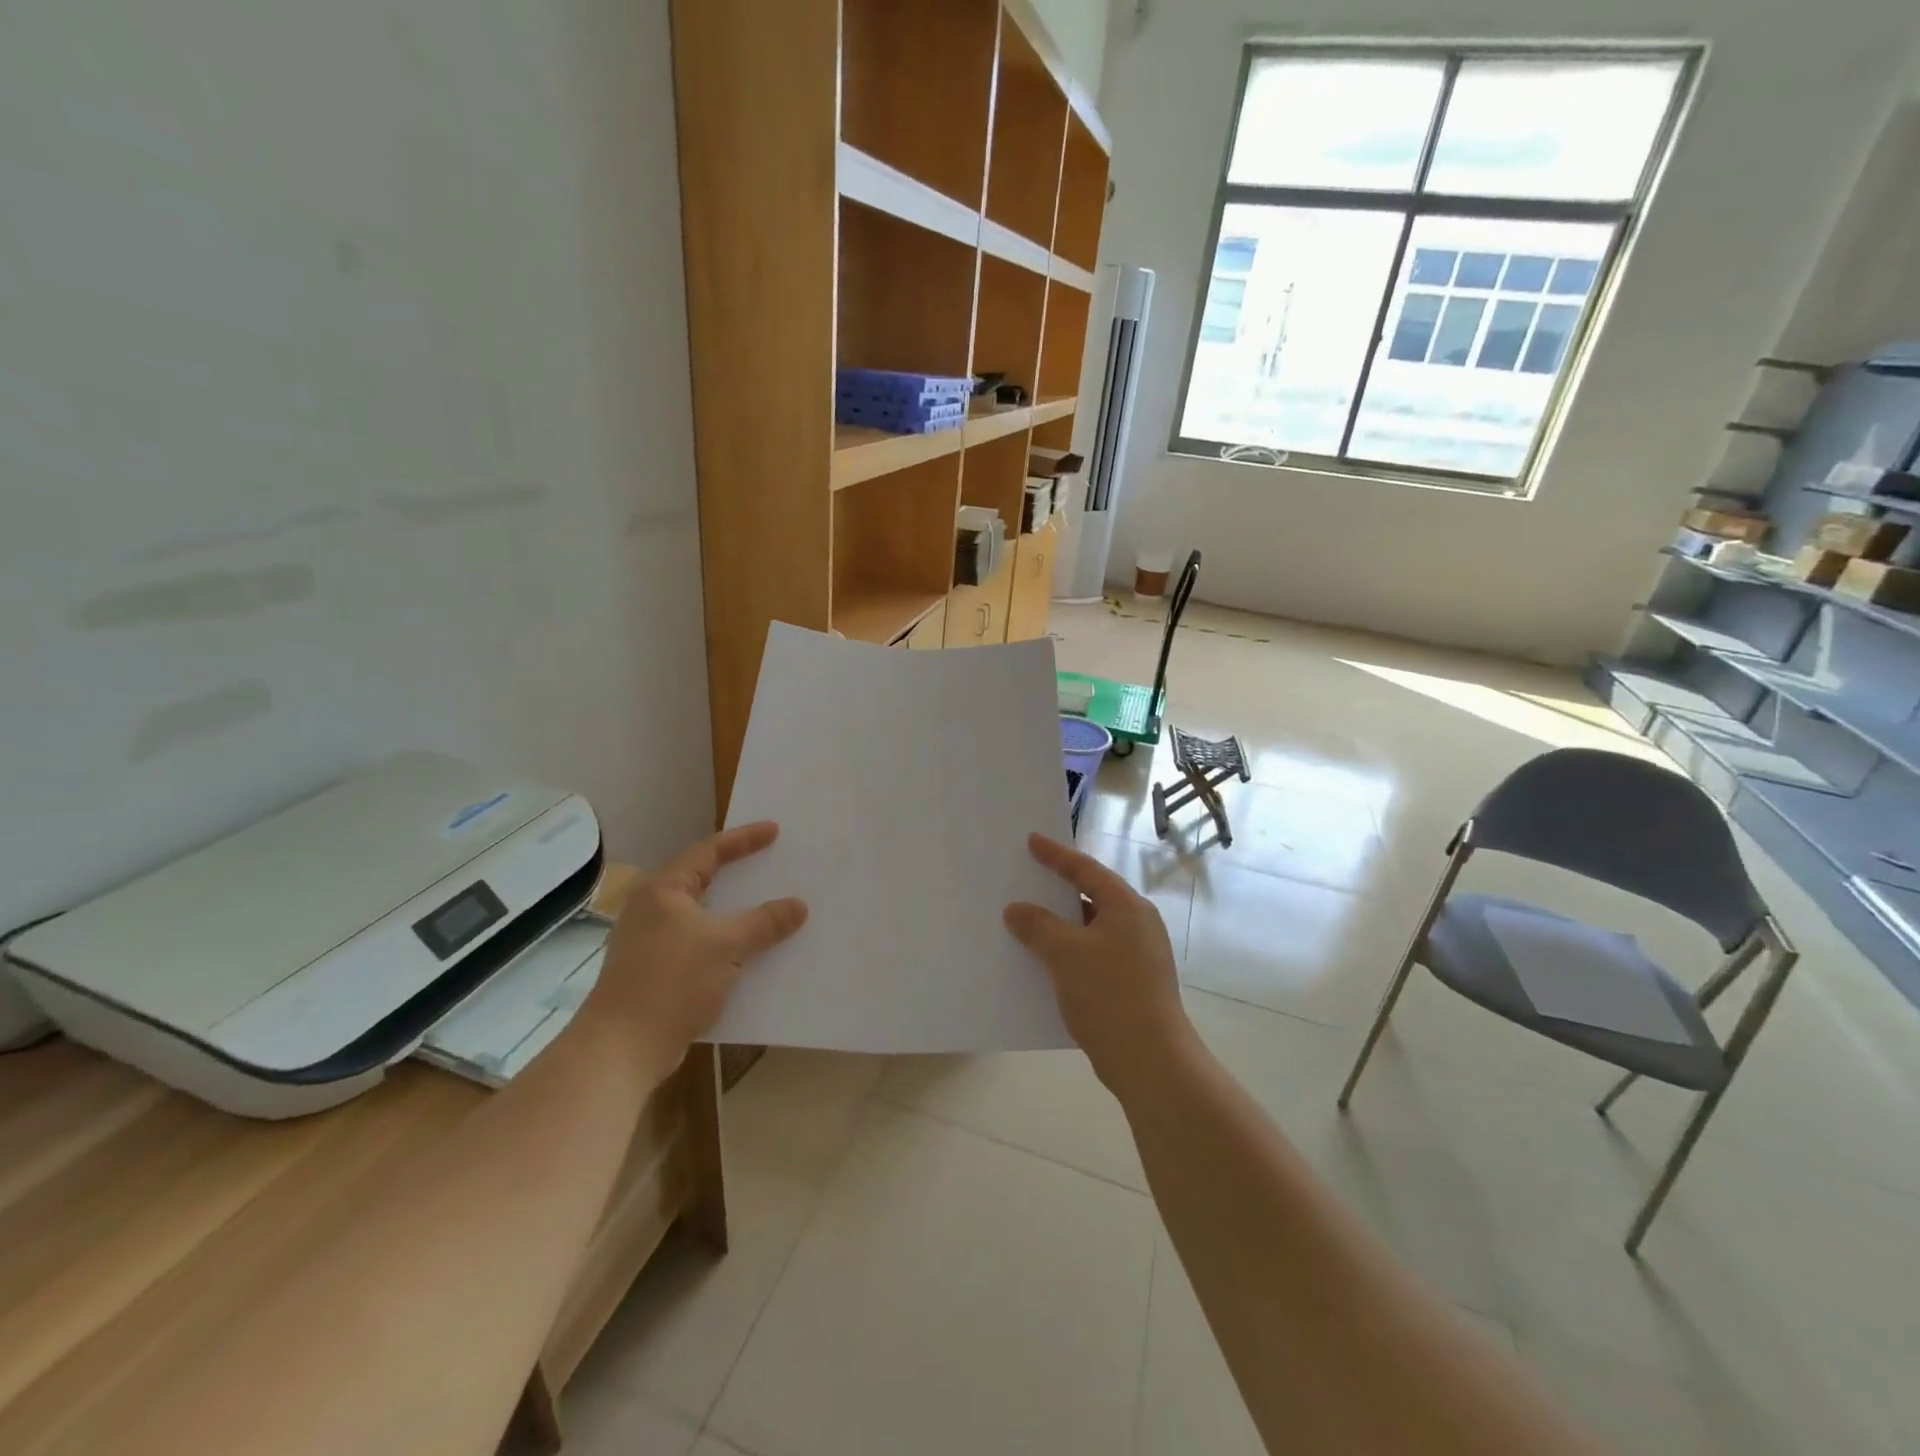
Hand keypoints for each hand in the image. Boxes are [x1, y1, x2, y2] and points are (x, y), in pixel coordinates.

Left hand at [588, 822, 807, 1070]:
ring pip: (703, 916)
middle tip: (772, 863)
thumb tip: (799, 905)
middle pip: (704, 880)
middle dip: (740, 874)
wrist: (622, 1048)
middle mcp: (653, 909)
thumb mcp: (727, 945)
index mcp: (664, 890)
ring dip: (736, 913)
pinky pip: (700, 944)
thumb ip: (765, 922)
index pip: (709, 851)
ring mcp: (651, 941)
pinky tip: (751, 952)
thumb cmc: (671, 982)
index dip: (744, 839)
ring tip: (769, 906)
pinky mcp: (656, 971)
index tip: (775, 831)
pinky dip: (726, 942)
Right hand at [1004, 834, 1196, 1099]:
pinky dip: (1066, 953)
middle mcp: (1136, 926)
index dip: (1057, 855)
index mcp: (1127, 907)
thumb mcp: (1066, 953)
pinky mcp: (1129, 984)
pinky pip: (1090, 956)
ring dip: (1058, 927)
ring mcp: (1135, 957)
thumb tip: (1016, 910)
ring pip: (1088, 930)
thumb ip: (1038, 925)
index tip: (1031, 840)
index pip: (1086, 870)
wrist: (1149, 1061)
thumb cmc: (1110, 994)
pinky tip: (1040, 963)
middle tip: (1025, 878)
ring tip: (1023, 921)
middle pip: (1090, 897)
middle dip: (1055, 891)